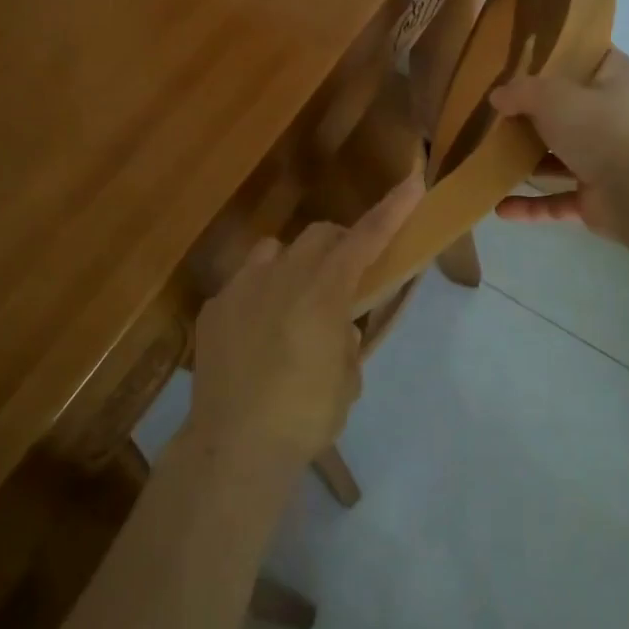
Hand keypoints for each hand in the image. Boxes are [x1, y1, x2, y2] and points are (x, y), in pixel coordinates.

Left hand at [187, 174, 425, 465]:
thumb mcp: (346, 380)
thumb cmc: (303, 416)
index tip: (413, 182)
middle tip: (345, 276)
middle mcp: (281, 275)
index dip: (391, 210)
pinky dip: (259, 297)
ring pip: (274, 251)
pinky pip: (243, 285)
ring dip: (294, 264)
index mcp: (322, 291)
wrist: (234, 445)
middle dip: (338, 245)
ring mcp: (241, 287)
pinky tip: (255, 337)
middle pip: (318, 236)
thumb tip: (335, 328)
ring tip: (294, 302)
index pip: (365, 238)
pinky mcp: (214, 308)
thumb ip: (345, 340)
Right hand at [489, 46, 628, 237]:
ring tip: (493, 158)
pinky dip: (530, 206)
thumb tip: (497, 97)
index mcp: (611, 87)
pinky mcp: (594, 199)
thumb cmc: (598, 128)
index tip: (555, 53)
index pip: (606, 60)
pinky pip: (556, 201)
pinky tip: (500, 208)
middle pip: (574, 112)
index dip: (586, 53)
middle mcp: (609, 123)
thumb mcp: (551, 95)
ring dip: (531, 163)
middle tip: (504, 110)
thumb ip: (521, 92)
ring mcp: (603, 163)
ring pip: (562, 160)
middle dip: (542, 114)